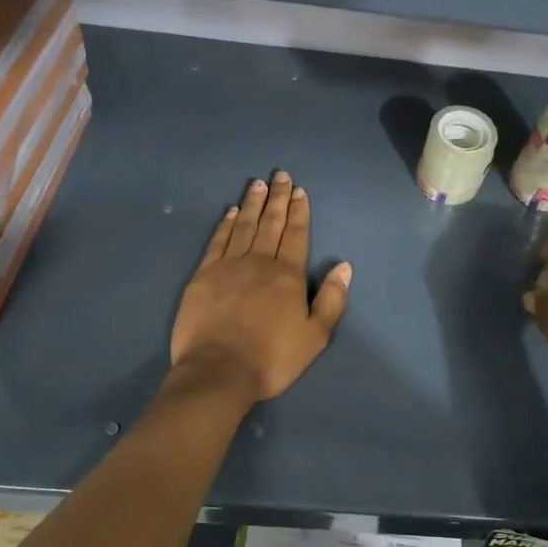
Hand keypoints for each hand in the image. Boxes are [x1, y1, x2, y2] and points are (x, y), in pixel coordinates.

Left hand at [171, 172, 352, 401]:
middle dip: (277, 198)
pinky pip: (217, 241)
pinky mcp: (203, 276)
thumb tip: (344, 266)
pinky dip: (225, 224)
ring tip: (257, 183)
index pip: (296, 235)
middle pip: (271, 223)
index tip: (299, 190)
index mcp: (288, 276)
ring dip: (252, 203)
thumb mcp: (315, 337)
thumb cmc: (272, 359)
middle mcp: (259, 262)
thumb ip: (332, 300)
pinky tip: (229, 211)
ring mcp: (228, 266)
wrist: (219, 371)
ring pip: (243, 226)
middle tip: (280, 175)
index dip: (299, 212)